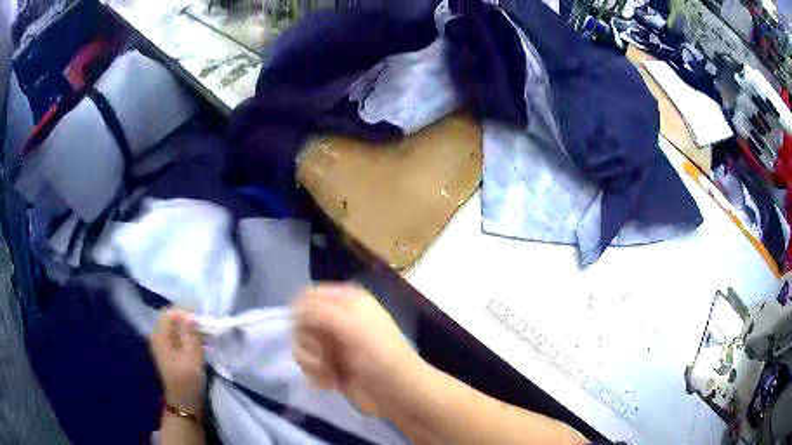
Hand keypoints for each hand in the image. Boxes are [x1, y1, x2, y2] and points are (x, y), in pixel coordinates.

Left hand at [149, 309, 205, 414]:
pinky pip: (178, 334)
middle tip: (207, 327)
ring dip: (191, 328)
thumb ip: (190, 333)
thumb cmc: (187, 381)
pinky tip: (200, 342)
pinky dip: (189, 335)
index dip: (188, 312)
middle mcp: (158, 334)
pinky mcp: (170, 349)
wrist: (184, 403)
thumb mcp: (192, 357)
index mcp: (159, 335)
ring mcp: (163, 342)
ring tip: (206, 335)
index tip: (204, 320)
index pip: (172, 311)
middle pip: (174, 316)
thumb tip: (191, 314)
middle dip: (190, 319)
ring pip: (177, 325)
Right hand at [293, 284, 417, 415]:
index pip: (307, 297)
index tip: (311, 333)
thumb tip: (294, 309)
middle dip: (308, 343)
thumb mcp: (352, 326)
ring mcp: (333, 343)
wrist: (399, 394)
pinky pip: (307, 363)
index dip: (303, 315)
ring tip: (331, 373)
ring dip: (312, 362)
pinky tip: (331, 382)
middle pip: (300, 323)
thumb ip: (319, 311)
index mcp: (346, 300)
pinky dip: (316, 374)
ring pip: (302, 345)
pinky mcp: (330, 364)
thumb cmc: (380, 357)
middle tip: (325, 357)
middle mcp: (337, 318)